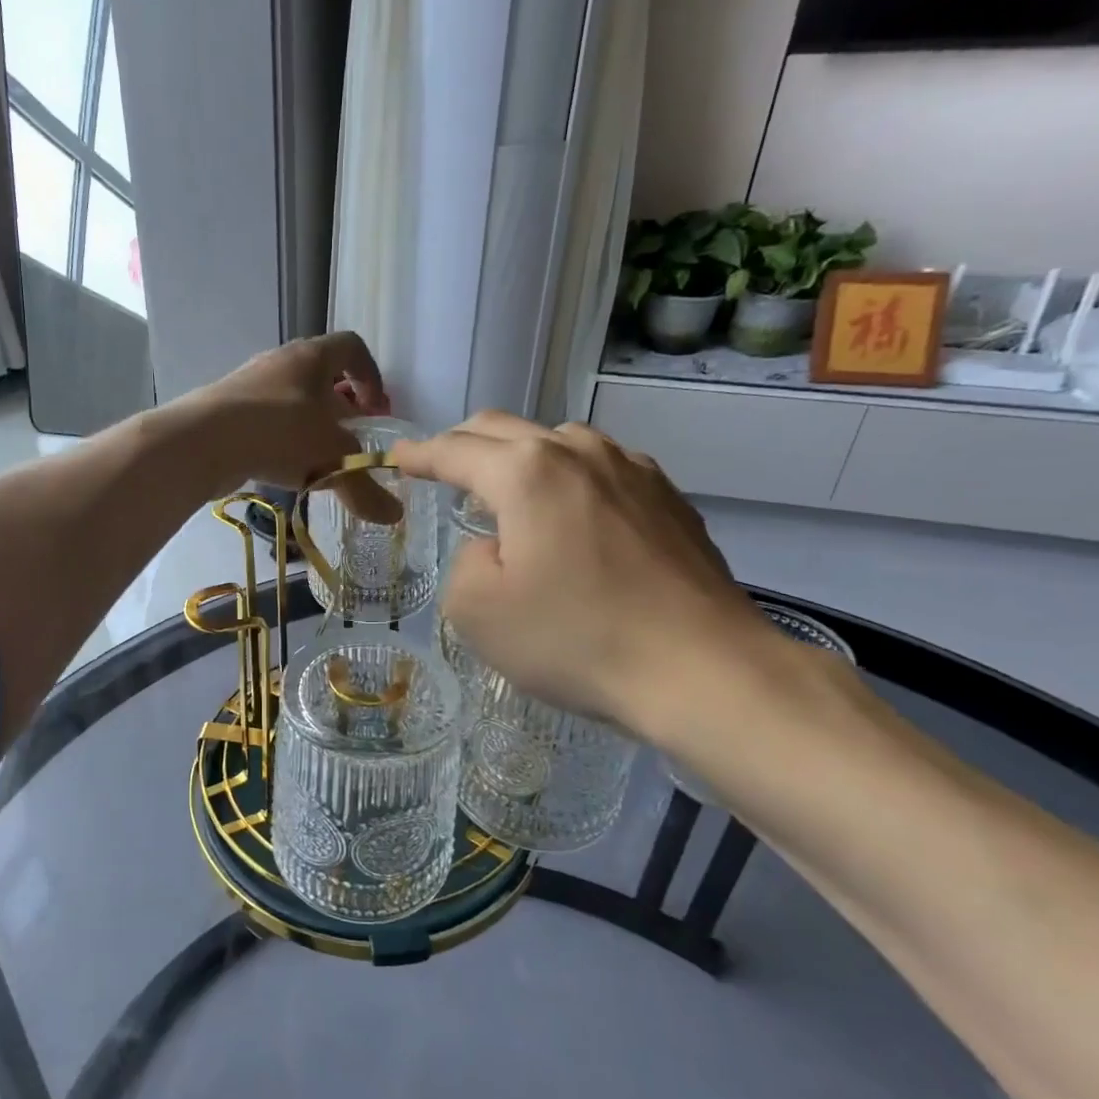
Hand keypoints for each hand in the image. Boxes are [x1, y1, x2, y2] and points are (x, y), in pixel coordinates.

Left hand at [175, 334, 398, 516]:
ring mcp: (248, 384)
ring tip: (317, 459)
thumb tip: (394, 517)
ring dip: (308, 424)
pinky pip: (264, 419)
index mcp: (312, 357)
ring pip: (290, 398)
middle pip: (320, 374)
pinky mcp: (225, 409)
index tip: (376, 410)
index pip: (352, 348)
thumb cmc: (278, 433)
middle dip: (341, 406)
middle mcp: (280, 362)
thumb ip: (364, 487)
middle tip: (350, 438)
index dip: (371, 376)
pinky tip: (282, 468)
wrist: (201, 441)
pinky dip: (279, 439)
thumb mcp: (332, 460)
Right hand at [392, 412, 774, 740]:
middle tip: (440, 468)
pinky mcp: (669, 498)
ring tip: (509, 493)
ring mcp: (633, 470)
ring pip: (558, 442)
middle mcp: (579, 452)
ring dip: (520, 458)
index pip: (454, 451)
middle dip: (463, 445)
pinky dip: (569, 479)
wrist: (702, 669)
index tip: (397, 458)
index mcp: (526, 472)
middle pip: (504, 429)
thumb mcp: (477, 611)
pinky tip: (574, 516)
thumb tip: (496, 548)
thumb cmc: (575, 639)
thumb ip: (465, 563)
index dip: (418, 455)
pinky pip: (601, 470)